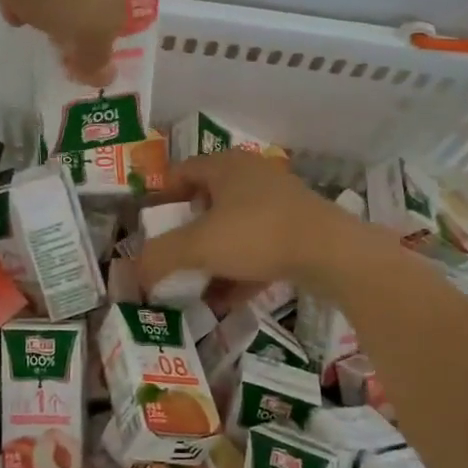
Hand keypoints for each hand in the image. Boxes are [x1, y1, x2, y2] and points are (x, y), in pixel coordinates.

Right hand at [135, 151, 375, 297]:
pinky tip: (227, 301)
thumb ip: (160, 257)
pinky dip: (240, 271)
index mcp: (226, 166)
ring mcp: (279, 203)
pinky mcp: (299, 231)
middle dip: (186, 232)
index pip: (182, 172)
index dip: (161, 196)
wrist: (332, 253)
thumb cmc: (257, 234)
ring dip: (213, 257)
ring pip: (234, 229)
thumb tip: (134, 273)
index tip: (148, 225)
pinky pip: (259, 249)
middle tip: (170, 256)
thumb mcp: (199, 246)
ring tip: (195, 286)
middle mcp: (252, 176)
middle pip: (208, 201)